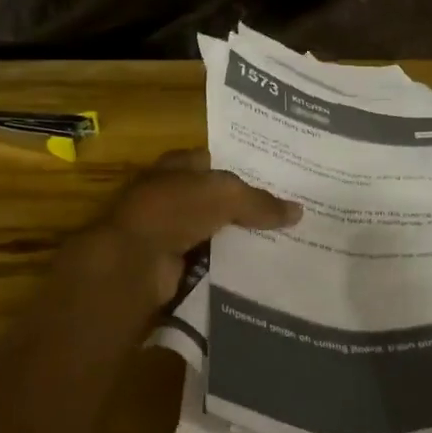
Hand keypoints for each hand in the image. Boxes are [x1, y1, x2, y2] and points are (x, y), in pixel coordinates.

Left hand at [80, 149, 300, 306]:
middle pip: (214, 199)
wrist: (132, 262)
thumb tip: (299, 212)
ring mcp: (168, 232)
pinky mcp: (171, 266)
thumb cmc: (174, 209)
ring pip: (213, 233)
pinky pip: (208, 263)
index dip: (240, 166)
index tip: (273, 178)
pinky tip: (256, 271)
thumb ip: (260, 202)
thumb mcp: (226, 195)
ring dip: (236, 240)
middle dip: (243, 207)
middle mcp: (170, 196)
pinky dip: (226, 268)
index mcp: (176, 167)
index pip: (212, 161)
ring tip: (281, 244)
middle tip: (285, 215)